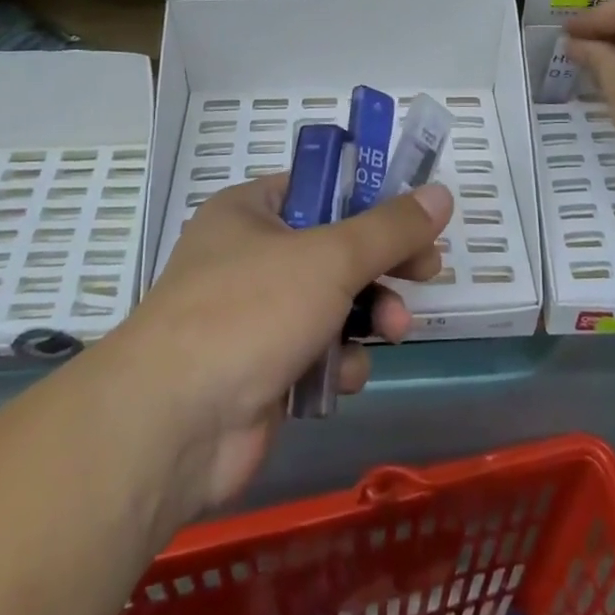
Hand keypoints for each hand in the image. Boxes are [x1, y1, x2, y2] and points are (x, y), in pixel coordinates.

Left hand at [110, 175, 449, 519]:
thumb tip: (441, 194)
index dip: (370, 200)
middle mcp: (249, 257)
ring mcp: (253, 317)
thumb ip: (390, 228)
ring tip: (394, 329)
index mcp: (250, 212)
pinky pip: (317, 352)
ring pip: (333, 303)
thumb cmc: (249, 312)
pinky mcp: (262, 370)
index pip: (321, 188)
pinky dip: (338, 361)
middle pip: (335, 248)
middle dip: (383, 265)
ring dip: (369, 315)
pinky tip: (344, 375)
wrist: (174, 426)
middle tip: (427, 271)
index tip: (415, 218)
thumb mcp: (330, 257)